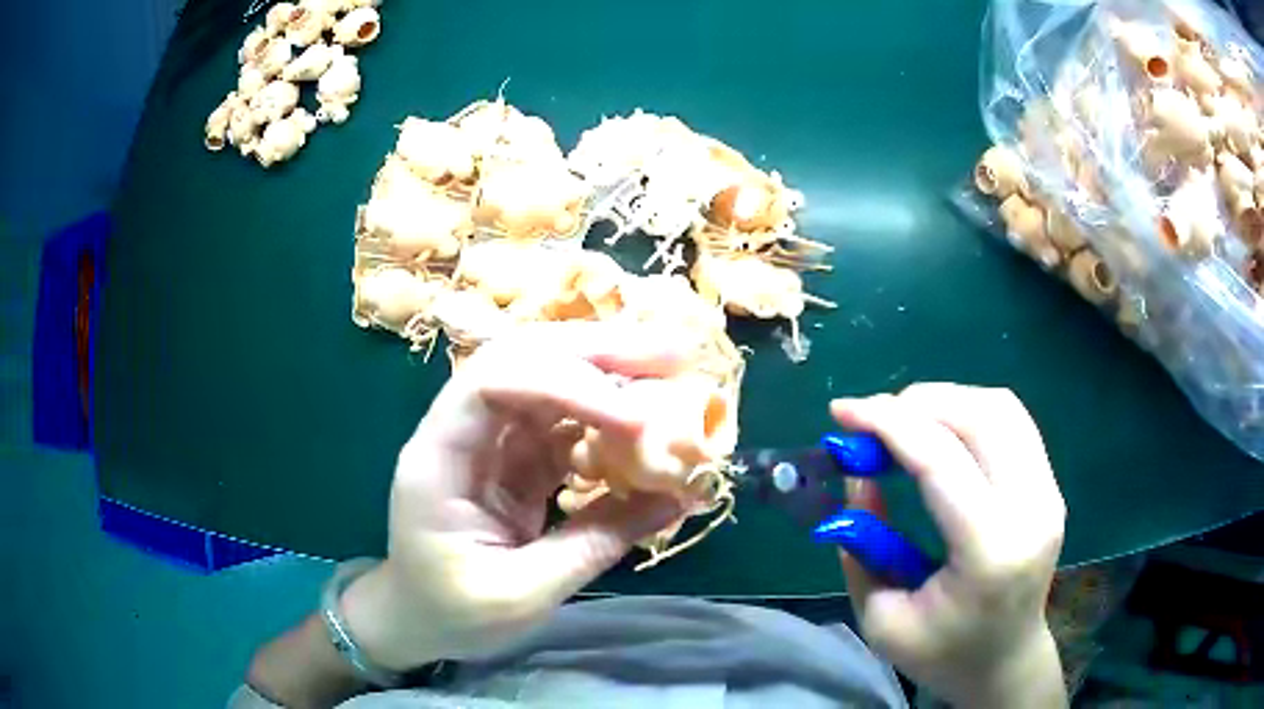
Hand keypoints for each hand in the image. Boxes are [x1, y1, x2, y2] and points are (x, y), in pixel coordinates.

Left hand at [341, 323, 685, 670]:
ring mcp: (490, 442)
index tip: (635, 418)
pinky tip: (646, 427)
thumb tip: (676, 497)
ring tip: (672, 372)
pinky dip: (608, 420)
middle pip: (522, 359)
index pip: (492, 384)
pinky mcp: (516, 459)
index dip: (565, 384)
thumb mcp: (522, 594)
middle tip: (672, 352)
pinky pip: (565, 424)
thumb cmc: (452, 613)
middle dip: (596, 352)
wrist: (419, 620)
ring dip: (609, 374)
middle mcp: (462, 431)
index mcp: (439, 457)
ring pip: (548, 381)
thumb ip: (596, 543)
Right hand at [832, 384, 1066, 707]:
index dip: (887, 425)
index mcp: (990, 552)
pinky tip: (941, 431)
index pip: (942, 462)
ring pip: (1000, 407)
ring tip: (903, 421)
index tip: (841, 412)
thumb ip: (863, 545)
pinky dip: (969, 411)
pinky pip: (1011, 421)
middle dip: (917, 403)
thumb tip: (858, 473)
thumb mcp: (881, 618)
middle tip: (871, 420)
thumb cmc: (941, 653)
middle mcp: (1032, 508)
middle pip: (980, 417)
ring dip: (945, 400)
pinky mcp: (1051, 484)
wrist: (1004, 661)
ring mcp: (1049, 491)